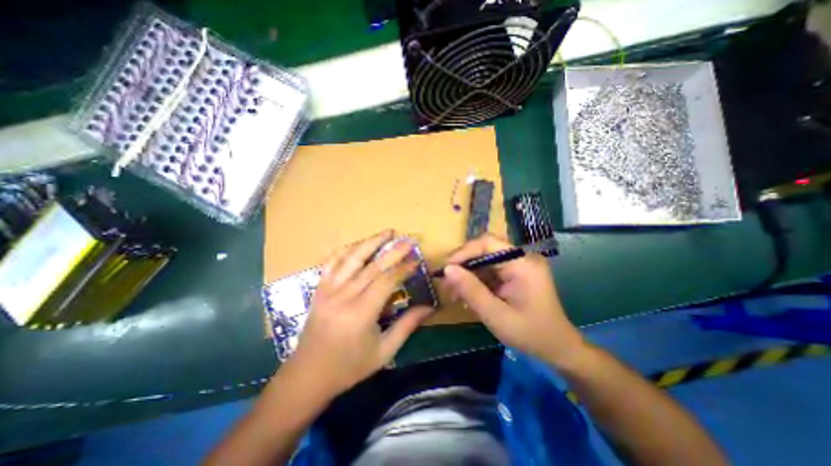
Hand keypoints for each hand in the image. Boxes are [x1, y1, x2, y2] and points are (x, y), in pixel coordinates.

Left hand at [282, 230, 430, 396]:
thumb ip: (407, 326)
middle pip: (372, 265)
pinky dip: (346, 250)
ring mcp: (328, 290)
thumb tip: (429, 308)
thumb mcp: (384, 351)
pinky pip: (332, 262)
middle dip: (393, 250)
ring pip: (351, 258)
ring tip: (387, 232)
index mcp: (361, 313)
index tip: (417, 259)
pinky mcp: (319, 289)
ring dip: (371, 242)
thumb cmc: (349, 367)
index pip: (387, 280)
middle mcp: (343, 296)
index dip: (404, 267)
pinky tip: (358, 244)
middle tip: (409, 239)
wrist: (308, 375)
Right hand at [444, 234, 585, 368]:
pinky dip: (476, 281)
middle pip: (485, 250)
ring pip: (485, 260)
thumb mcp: (496, 315)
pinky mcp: (515, 273)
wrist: (557, 348)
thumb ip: (471, 291)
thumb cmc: (530, 334)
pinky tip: (467, 295)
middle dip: (463, 265)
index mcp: (523, 264)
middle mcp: (522, 258)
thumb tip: (447, 269)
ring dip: (468, 274)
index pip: (488, 243)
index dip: (464, 252)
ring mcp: (519, 265)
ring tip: (454, 293)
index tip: (446, 269)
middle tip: (447, 283)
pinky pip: (490, 270)